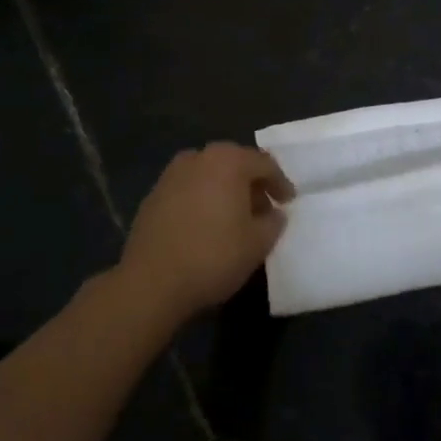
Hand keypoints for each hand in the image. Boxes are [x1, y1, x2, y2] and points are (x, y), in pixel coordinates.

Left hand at [118, 144, 295, 321]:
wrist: (151, 282)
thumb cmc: (213, 256)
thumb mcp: (258, 243)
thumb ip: (273, 222)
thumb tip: (274, 213)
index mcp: (228, 161)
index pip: (264, 164)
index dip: (280, 183)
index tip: (288, 202)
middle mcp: (199, 158)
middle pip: (234, 163)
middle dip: (251, 183)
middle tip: (263, 207)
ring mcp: (171, 175)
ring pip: (209, 175)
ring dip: (225, 190)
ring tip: (234, 216)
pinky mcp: (153, 196)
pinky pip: (188, 189)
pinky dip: (202, 199)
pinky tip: (206, 225)